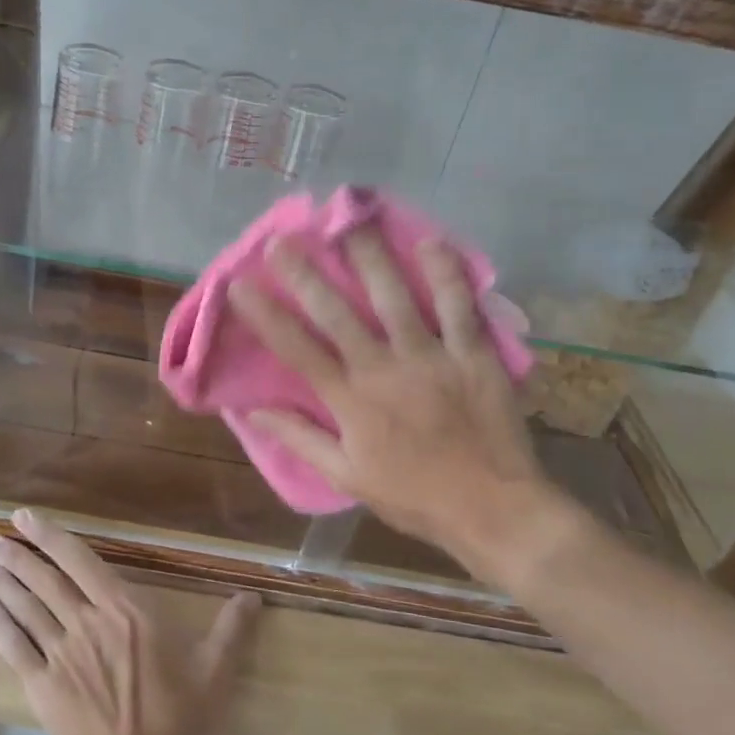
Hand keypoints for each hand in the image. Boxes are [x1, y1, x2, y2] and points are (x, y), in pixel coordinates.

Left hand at [0, 510, 259, 734]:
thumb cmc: (182, 719)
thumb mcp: (217, 670)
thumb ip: (232, 628)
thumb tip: (254, 596)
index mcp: (125, 609)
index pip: (80, 561)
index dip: (50, 536)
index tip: (24, 517)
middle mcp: (87, 622)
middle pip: (43, 580)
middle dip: (15, 555)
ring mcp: (61, 654)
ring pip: (24, 608)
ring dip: (0, 581)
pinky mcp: (43, 686)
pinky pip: (13, 647)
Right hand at [226, 231, 595, 590]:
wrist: (494, 510)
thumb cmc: (414, 496)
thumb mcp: (347, 476)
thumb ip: (301, 438)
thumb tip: (252, 412)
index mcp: (351, 401)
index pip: (298, 350)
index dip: (266, 316)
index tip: (240, 285)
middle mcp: (385, 370)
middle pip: (338, 314)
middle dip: (305, 275)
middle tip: (282, 240)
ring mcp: (432, 357)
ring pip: (395, 298)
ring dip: (370, 258)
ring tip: (349, 223)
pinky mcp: (475, 355)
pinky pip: (460, 307)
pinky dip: (446, 274)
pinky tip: (430, 242)